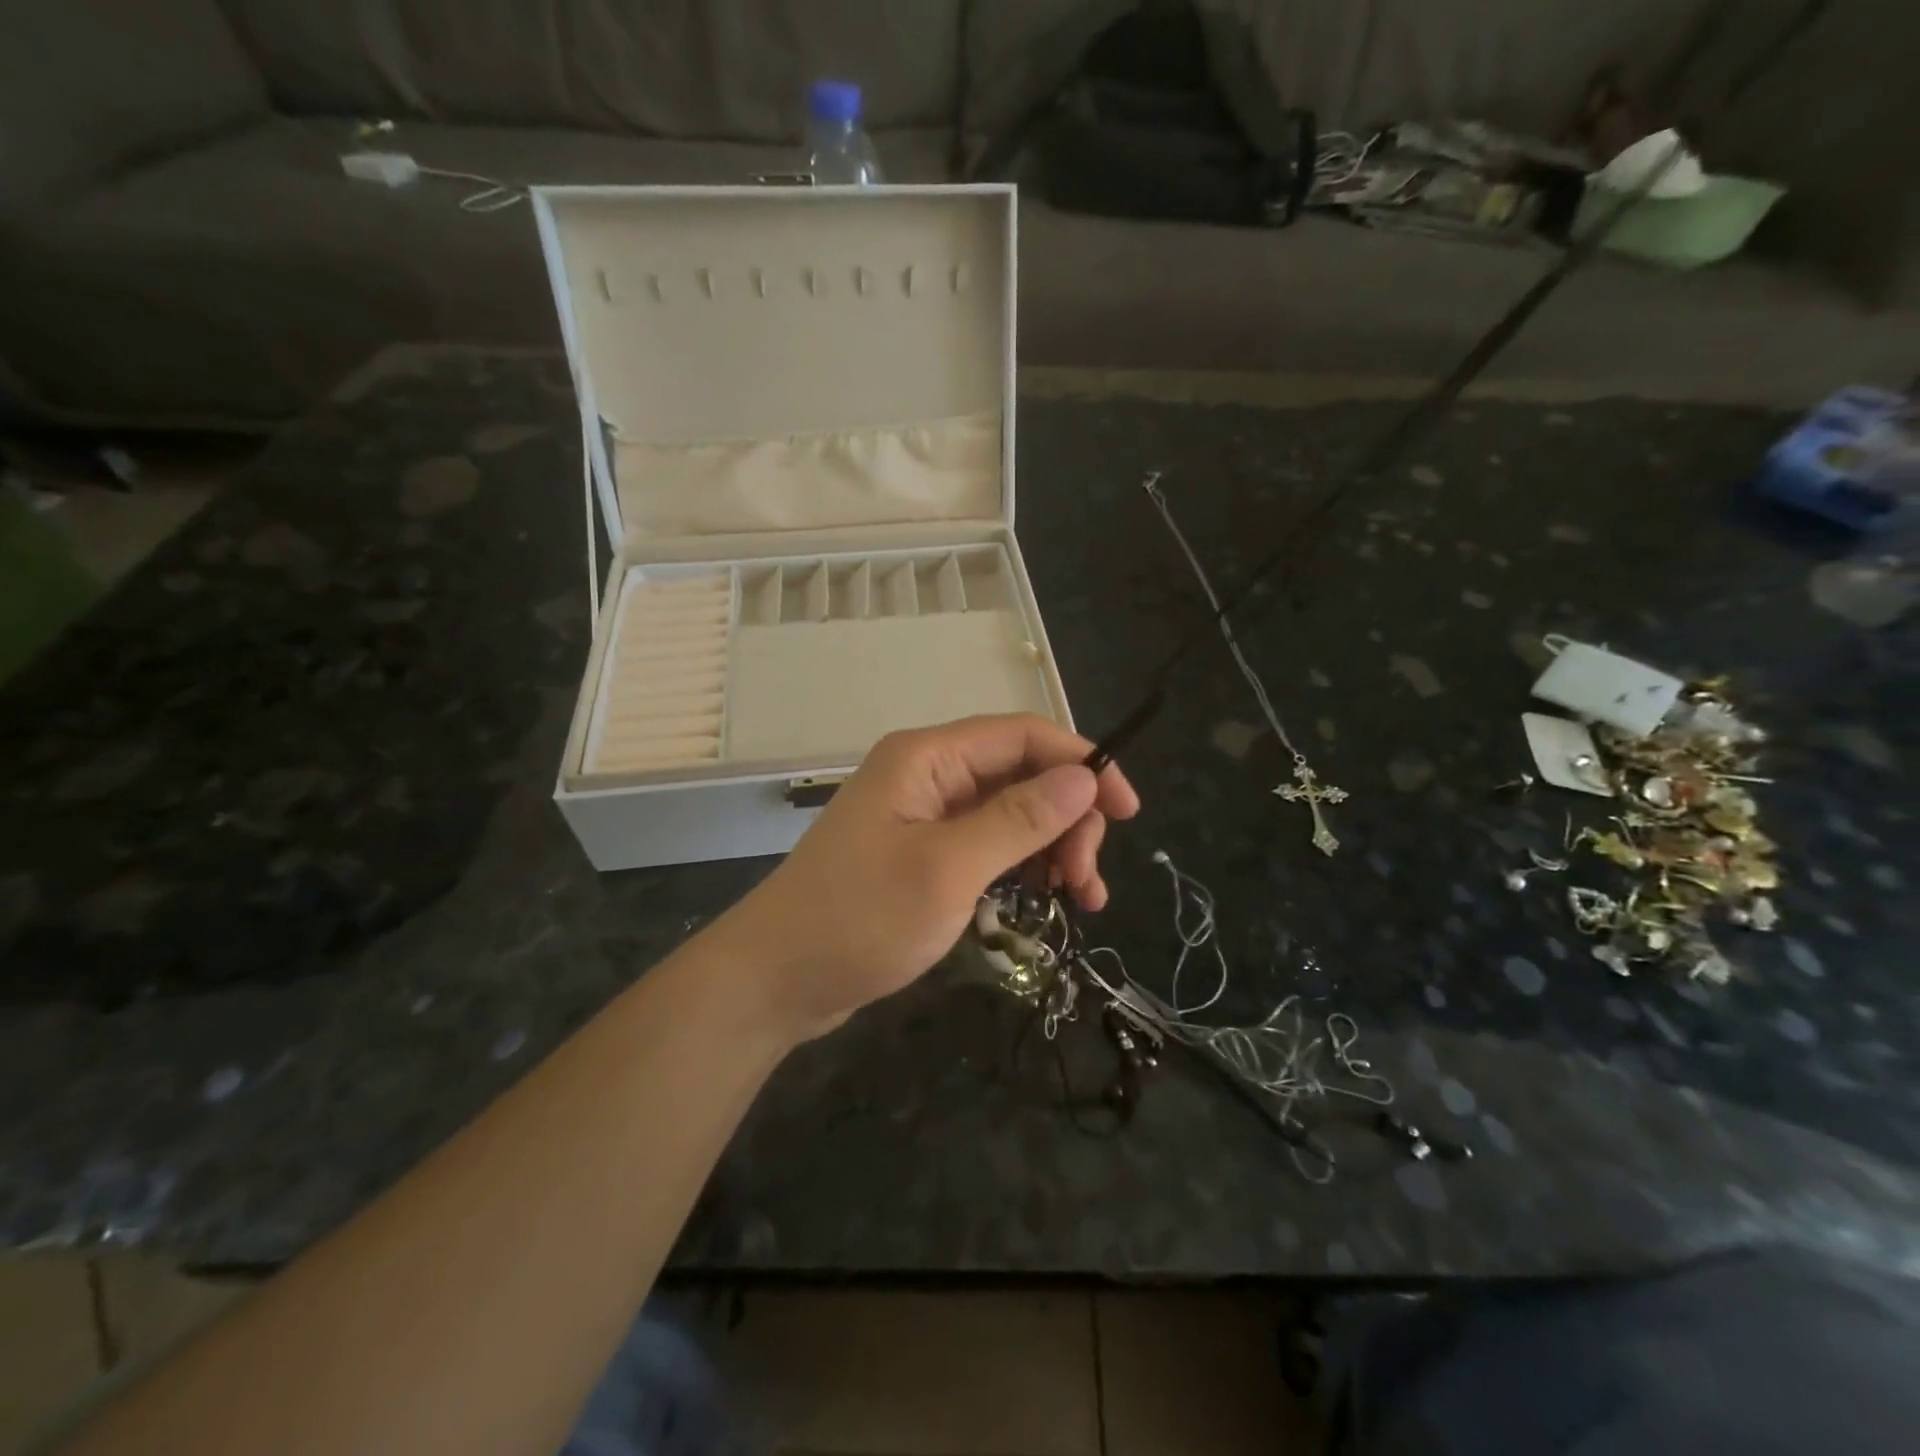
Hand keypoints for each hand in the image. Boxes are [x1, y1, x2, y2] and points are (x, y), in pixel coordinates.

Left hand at [719, 714, 1139, 1040]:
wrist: (777, 980)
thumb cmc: (859, 918)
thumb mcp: (948, 870)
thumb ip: (1018, 820)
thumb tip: (1084, 778)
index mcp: (927, 757)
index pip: (1022, 735)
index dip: (1082, 763)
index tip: (1128, 812)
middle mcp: (927, 775)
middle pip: (1021, 774)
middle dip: (1068, 819)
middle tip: (1088, 880)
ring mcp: (924, 816)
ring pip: (1009, 813)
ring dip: (1051, 847)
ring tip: (1079, 900)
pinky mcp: (922, 854)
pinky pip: (987, 845)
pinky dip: (1021, 867)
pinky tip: (1043, 900)